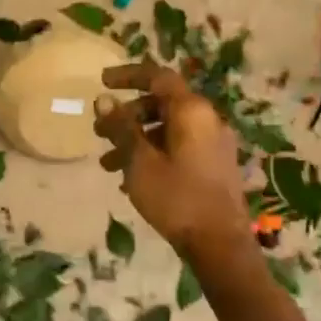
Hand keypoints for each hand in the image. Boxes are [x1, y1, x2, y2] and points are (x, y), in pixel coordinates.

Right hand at [94, 62, 252, 260]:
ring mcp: (213, 144)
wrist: (220, 245)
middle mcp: (207, 120)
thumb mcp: (140, 161)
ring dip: (136, 139)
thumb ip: (121, 128)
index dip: (128, 75)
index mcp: (192, 111)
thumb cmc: (177, 198)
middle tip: (99, 133)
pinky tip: (130, 180)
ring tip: (108, 164)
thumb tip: (103, 100)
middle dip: (127, 115)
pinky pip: (178, 147)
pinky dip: (153, 153)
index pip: (158, 77)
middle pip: (161, 104)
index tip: (102, 82)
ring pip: (167, 129)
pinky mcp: (214, 166)